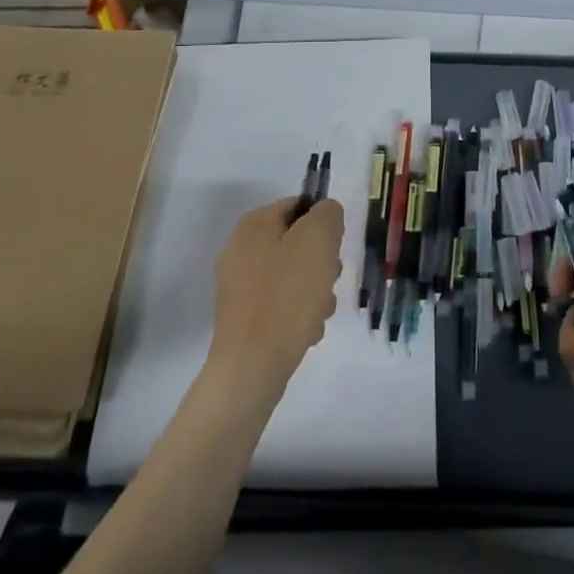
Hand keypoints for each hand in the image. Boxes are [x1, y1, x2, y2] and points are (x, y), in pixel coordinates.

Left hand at [210, 197, 343, 390]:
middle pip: (297, 243)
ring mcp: (238, 286)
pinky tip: (306, 331)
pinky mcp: (242, 318)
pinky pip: (280, 305)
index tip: (335, 248)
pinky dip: (297, 314)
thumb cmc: (287, 295)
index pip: (299, 206)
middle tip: (329, 280)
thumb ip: (328, 214)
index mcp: (254, 224)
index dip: (324, 224)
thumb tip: (325, 214)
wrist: (251, 367)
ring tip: (320, 312)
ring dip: (314, 291)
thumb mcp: (319, 240)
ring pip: (292, 276)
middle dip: (321, 262)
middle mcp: (240, 249)